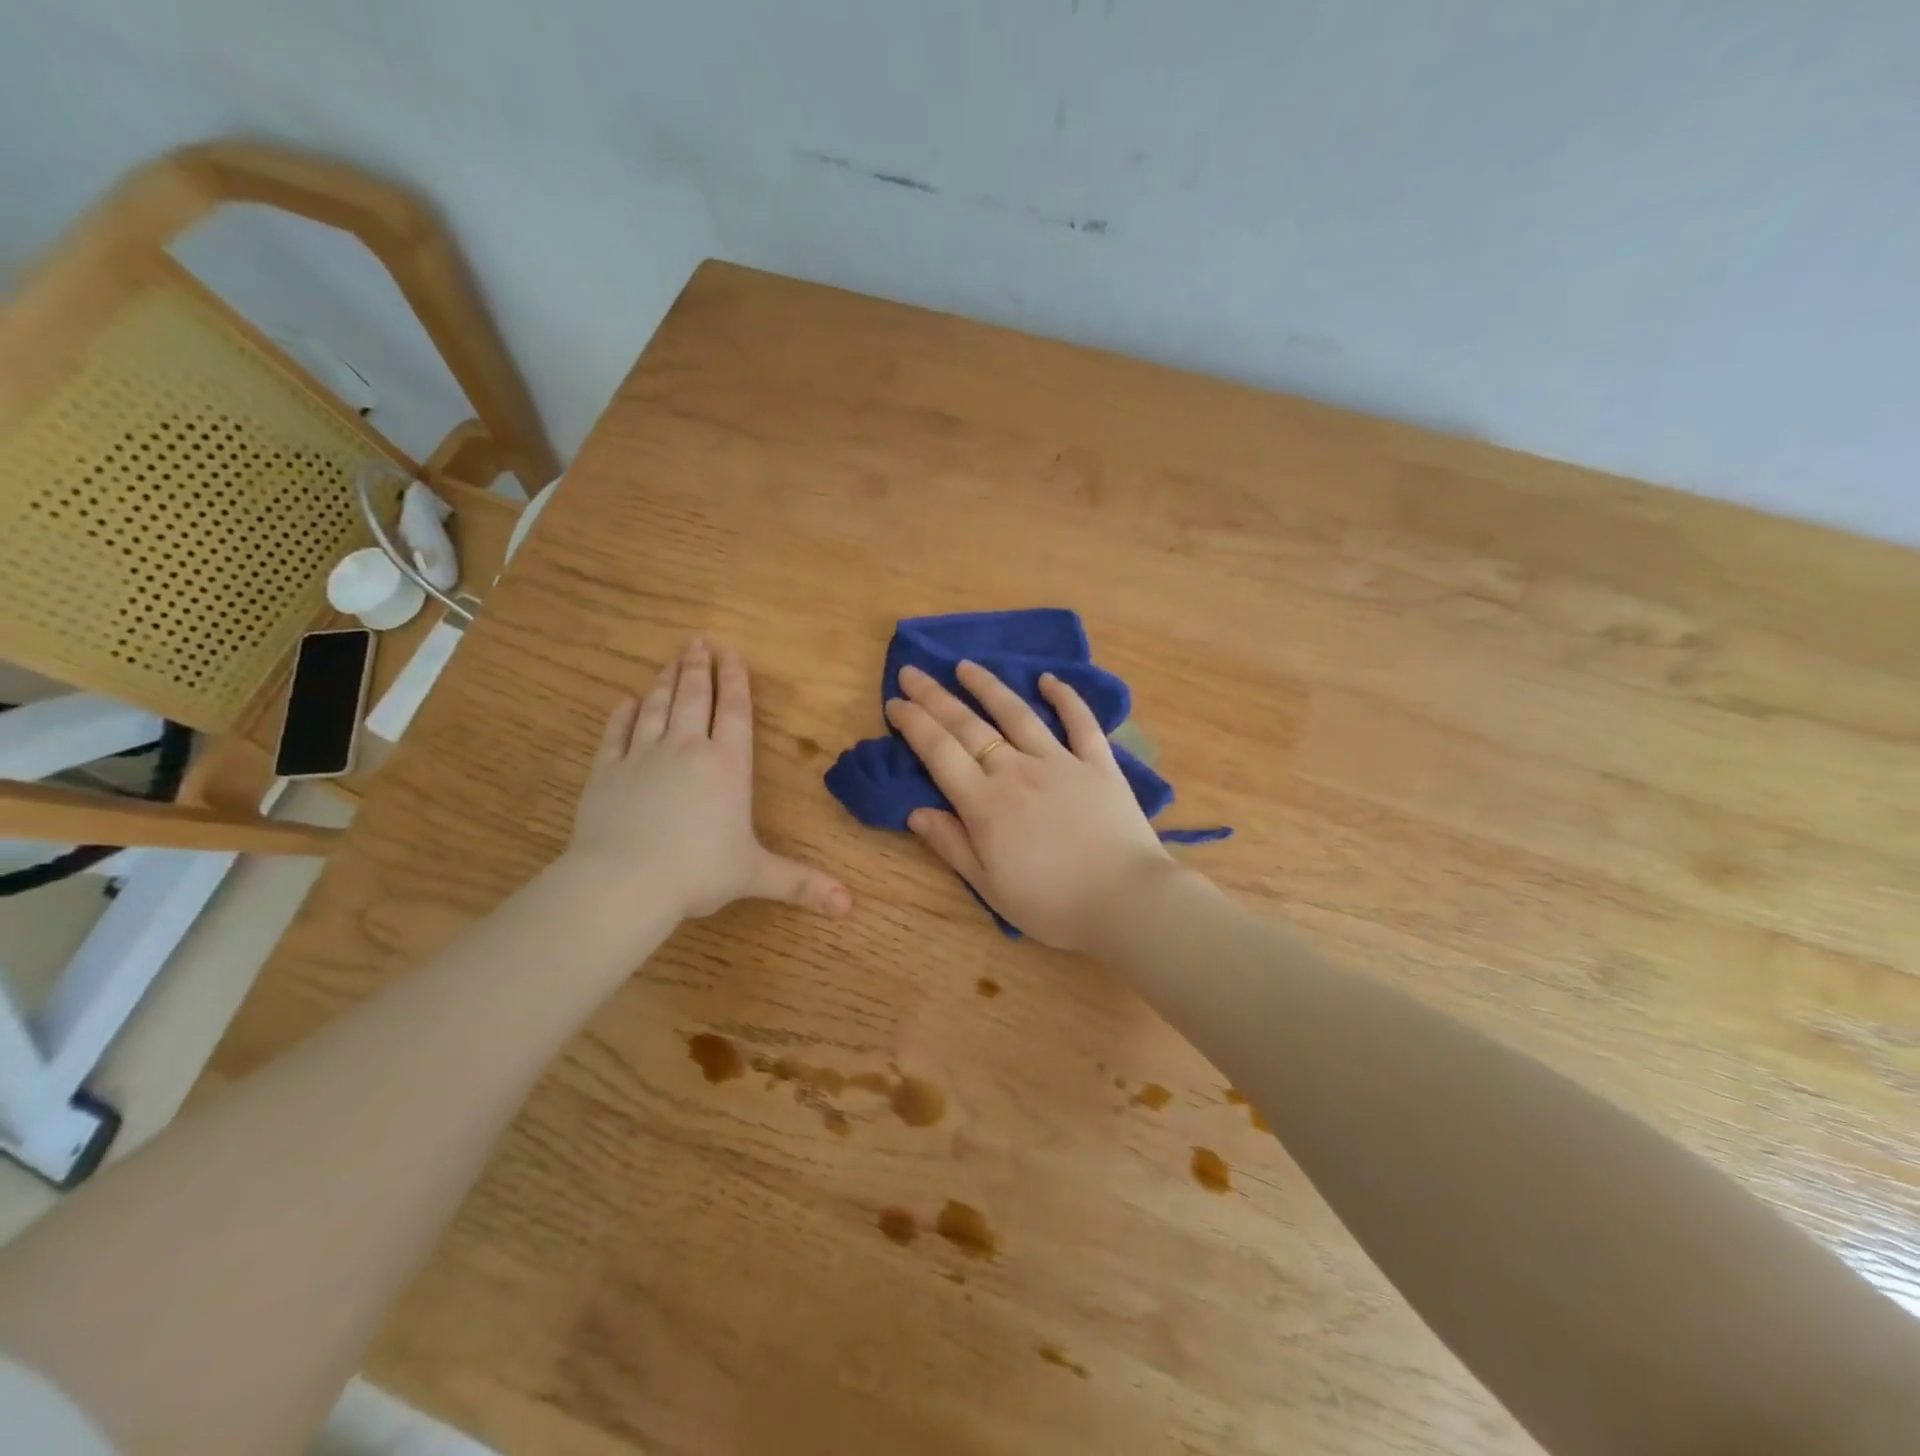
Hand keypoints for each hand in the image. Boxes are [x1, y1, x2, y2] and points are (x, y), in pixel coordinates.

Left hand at [562, 639, 852, 924]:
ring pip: (657, 708)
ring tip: (671, 661)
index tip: (730, 652)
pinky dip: (622, 715)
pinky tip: (626, 702)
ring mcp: (642, 756)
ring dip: (665, 682)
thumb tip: (849, 906)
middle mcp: (687, 749)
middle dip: (699, 668)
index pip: (734, 711)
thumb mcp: (757, 875)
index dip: (735, 680)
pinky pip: (616, 734)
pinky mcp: (605, 771)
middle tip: (698, 642)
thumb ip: (802, 883)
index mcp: (728, 765)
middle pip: (694, 697)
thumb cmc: (699, 872)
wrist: (625, 882)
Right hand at [884, 661, 1180, 950]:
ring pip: (1017, 714)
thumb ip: (951, 845)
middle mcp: (1017, 771)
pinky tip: (1049, 679)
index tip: (895, 702)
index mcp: (985, 804)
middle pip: (969, 726)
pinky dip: (1065, 697)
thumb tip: (915, 811)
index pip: (939, 752)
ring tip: (965, 666)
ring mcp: (1060, 762)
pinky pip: (1080, 722)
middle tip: (912, 672)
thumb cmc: (1052, 903)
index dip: (914, 723)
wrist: (1126, 900)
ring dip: (988, 687)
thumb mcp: (989, 886)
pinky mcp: (1099, 763)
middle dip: (936, 697)